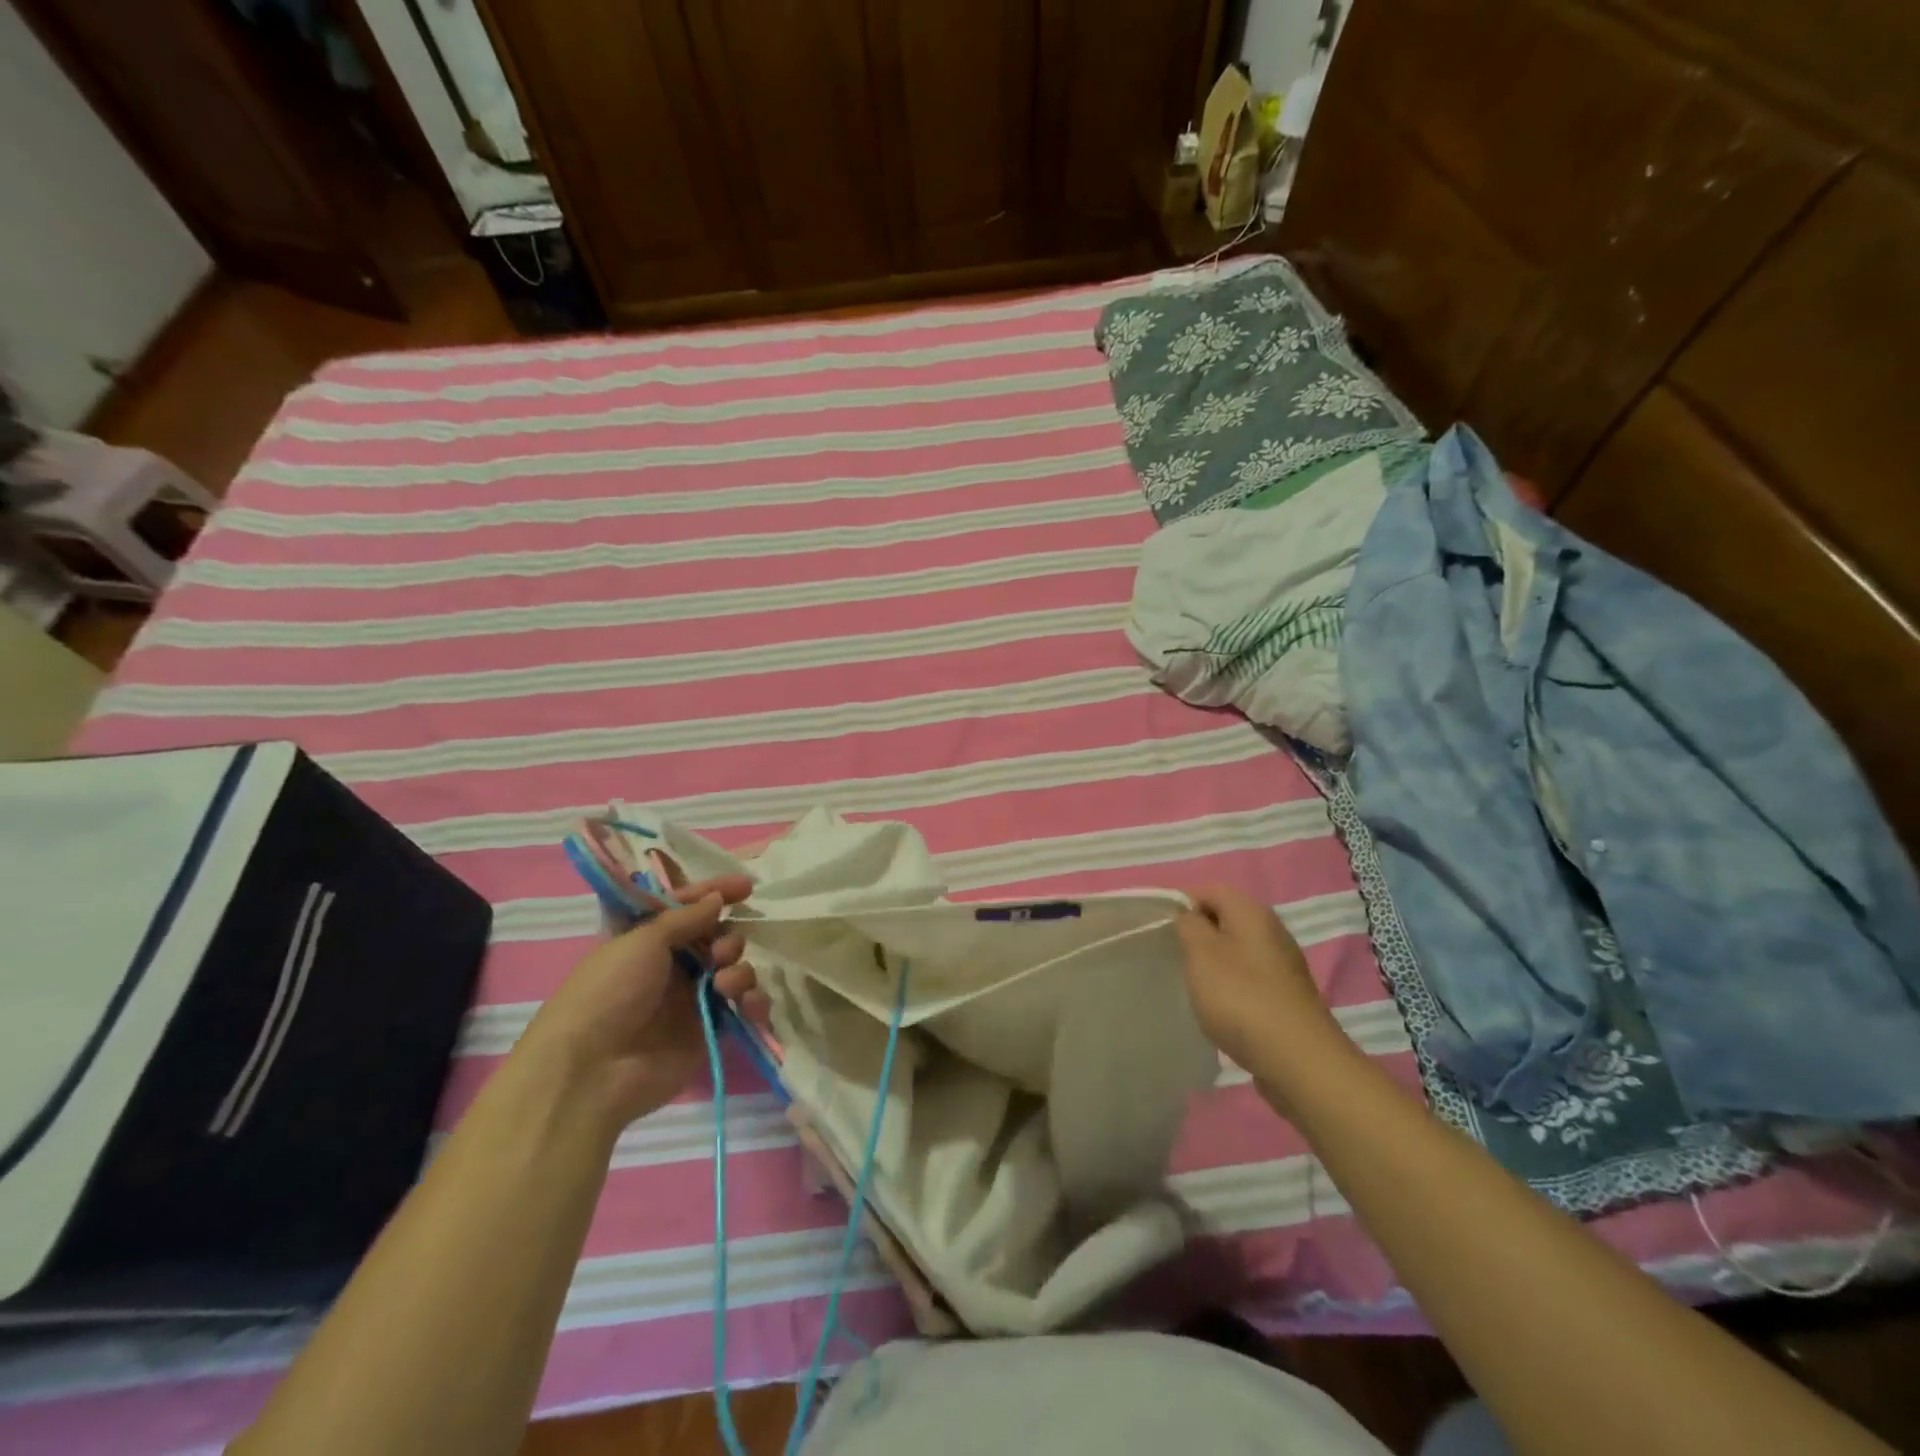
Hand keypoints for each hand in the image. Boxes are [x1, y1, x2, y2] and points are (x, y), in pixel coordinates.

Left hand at [514, 875, 769, 1131]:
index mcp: (648, 942)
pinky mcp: (709, 1032)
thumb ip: (685, 917)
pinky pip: (743, 1008)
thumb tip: (716, 899)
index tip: (746, 887)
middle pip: (717, 939)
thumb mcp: (642, 941)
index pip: (688, 909)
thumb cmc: (609, 992)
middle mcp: (672, 968)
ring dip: (738, 969)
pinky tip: (749, 1003)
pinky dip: (753, 1001)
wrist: (592, 1071)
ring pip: (733, 970)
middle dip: (728, 938)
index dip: (715, 894)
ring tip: (725, 983)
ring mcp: (692, 1001)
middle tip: (721, 951)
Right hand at [1175, 884, 1352, 1081]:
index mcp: (1252, 912)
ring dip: (1214, 963)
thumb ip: (1189, 926)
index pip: (1211, 890)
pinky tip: (1221, 1010)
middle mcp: (1272, 931)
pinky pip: (1250, 978)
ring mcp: (1283, 965)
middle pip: (1226, 919)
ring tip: (1194, 986)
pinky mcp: (1286, 996)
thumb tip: (1189, 915)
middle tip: (1175, 958)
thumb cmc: (1241, 998)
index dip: (1183, 904)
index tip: (1162, 931)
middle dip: (1198, 935)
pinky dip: (1232, 987)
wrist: (1299, 1061)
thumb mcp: (1201, 954)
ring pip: (1238, 950)